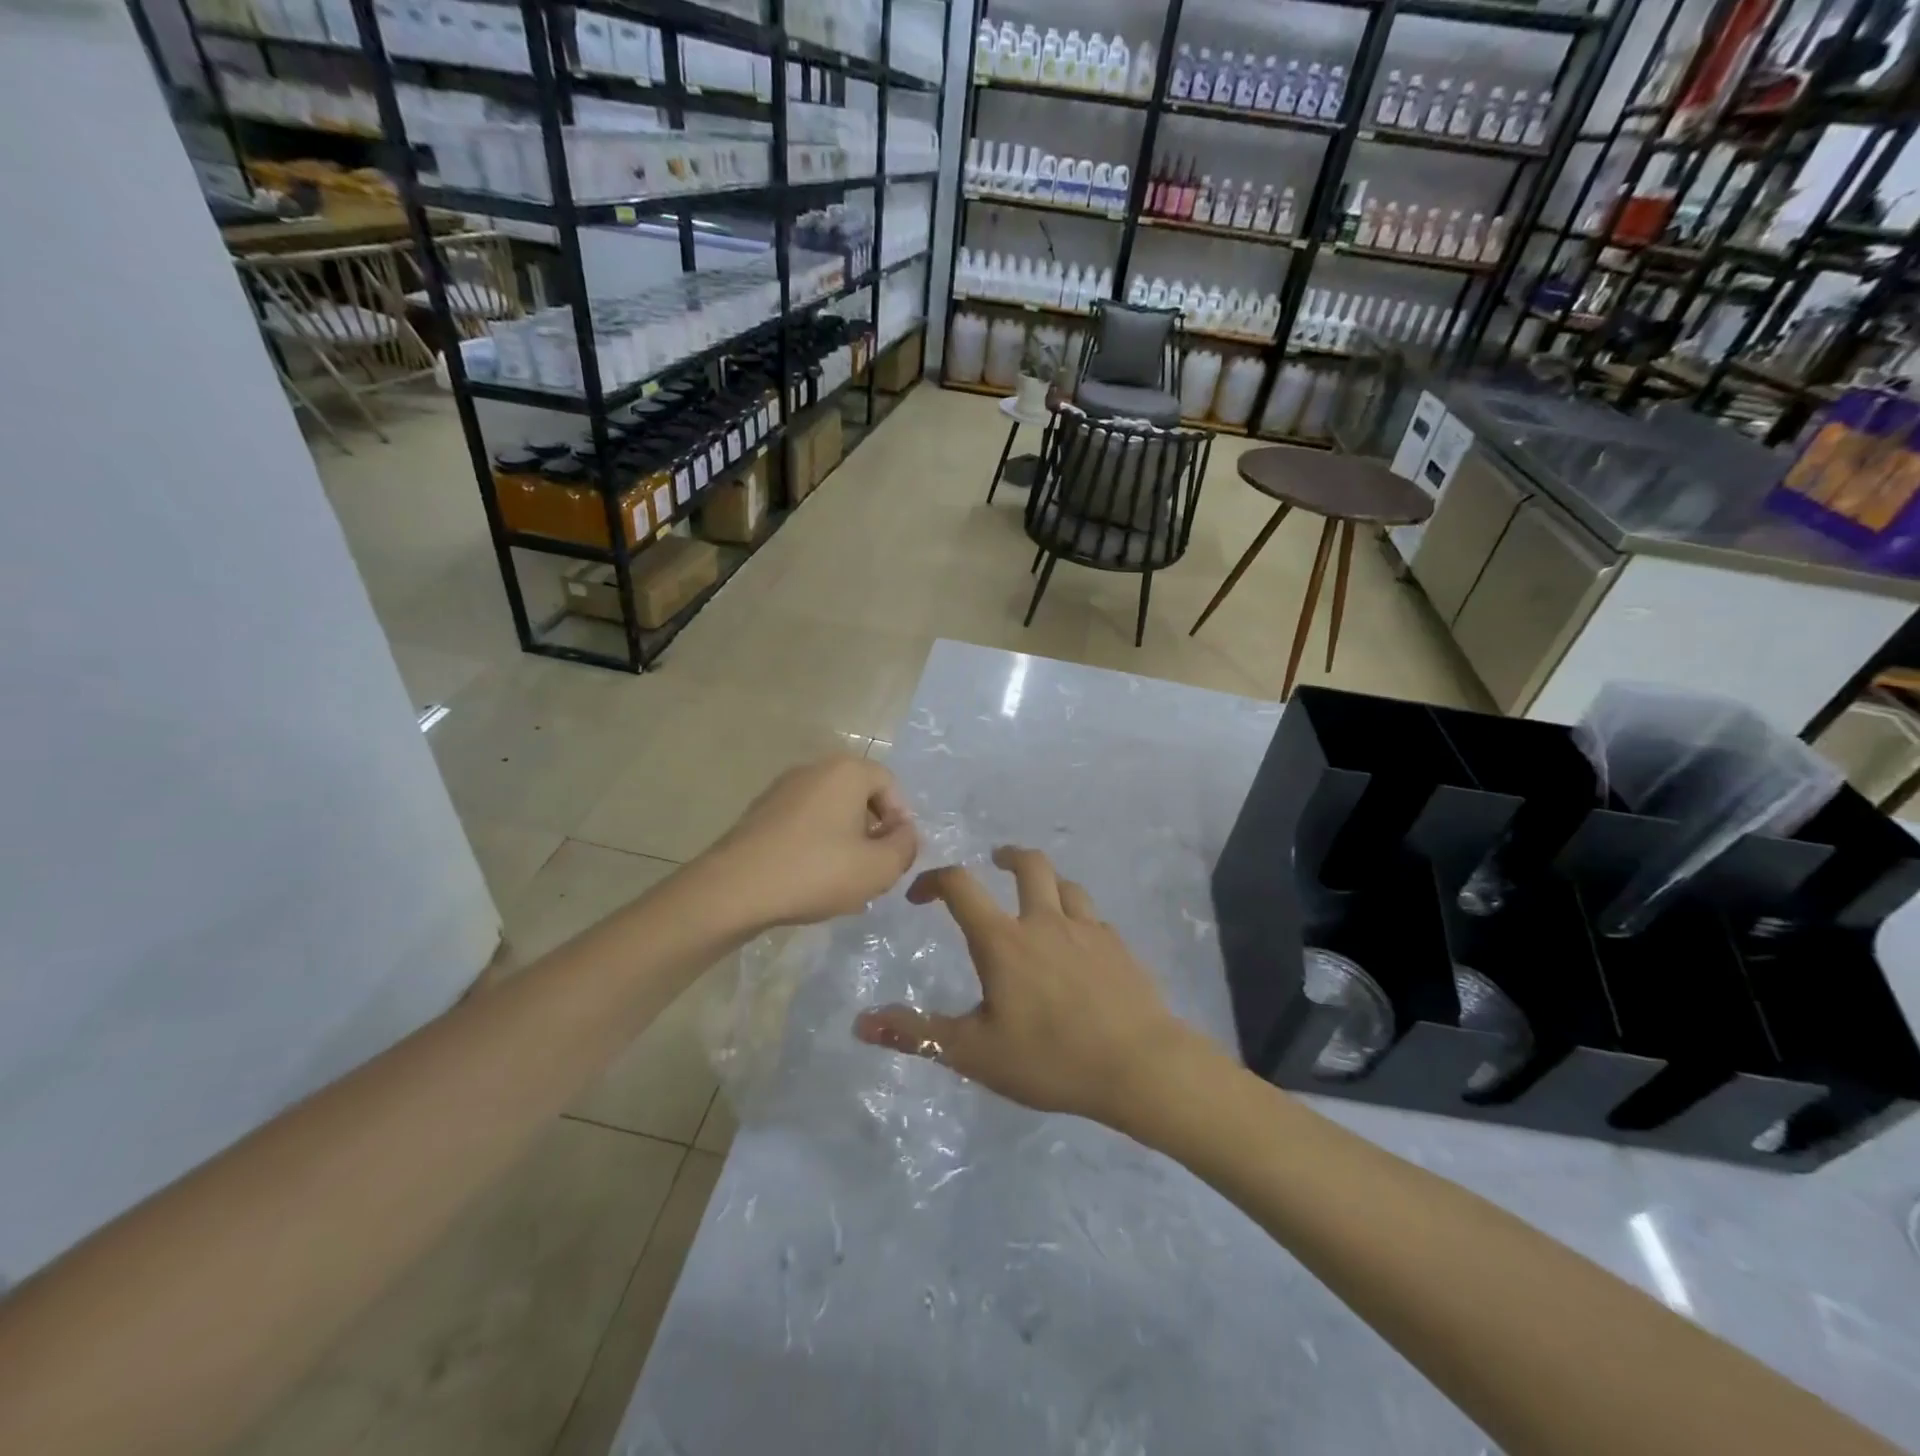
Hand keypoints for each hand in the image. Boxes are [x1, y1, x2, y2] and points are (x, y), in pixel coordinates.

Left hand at [700, 756, 917, 929]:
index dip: (901, 819)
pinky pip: (803, 824)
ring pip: (830, 812)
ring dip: (844, 842)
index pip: (889, 783)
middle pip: (858, 796)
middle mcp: (813, 769)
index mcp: (846, 771)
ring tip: (843, 881)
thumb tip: (904, 833)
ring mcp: (781, 790)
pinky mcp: (759, 813)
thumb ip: (905, 846)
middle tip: (873, 869)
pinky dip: (815, 845)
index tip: (896, 854)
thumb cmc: (815, 872)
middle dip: (872, 832)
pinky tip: (811, 880)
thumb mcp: (878, 868)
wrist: (733, 889)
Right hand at [852, 848, 1209, 1127]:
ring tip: (1038, 897)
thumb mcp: (973, 1053)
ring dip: (1046, 882)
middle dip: (1007, 856)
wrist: (1138, 1066)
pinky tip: (1078, 942)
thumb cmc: (1049, 1058)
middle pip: (1027, 864)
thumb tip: (861, 1022)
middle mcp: (1044, 921)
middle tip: (995, 862)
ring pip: (1065, 884)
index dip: (934, 881)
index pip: (960, 887)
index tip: (920, 896)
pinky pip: (1092, 916)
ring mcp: (1087, 929)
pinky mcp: (1118, 945)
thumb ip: (917, 1033)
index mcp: (1004, 940)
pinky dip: (1077, 916)